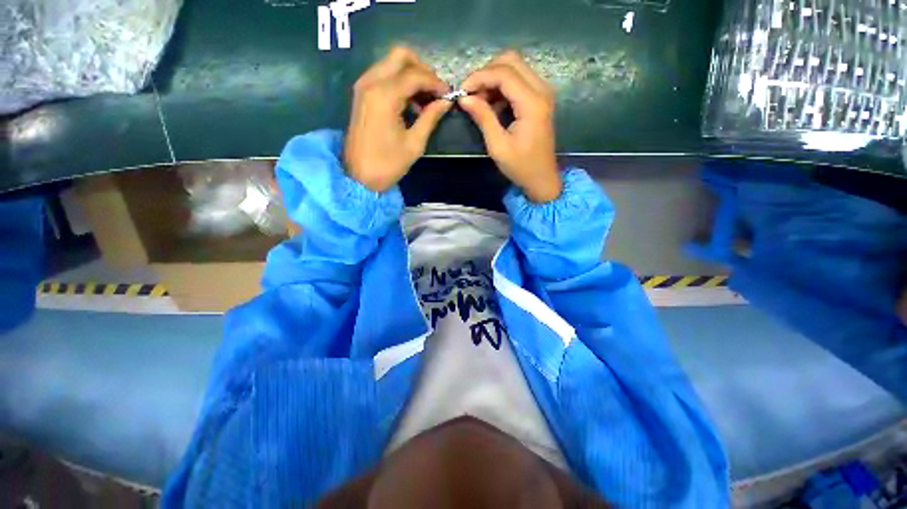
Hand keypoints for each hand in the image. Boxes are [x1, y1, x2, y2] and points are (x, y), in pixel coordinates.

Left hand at [345, 47, 451, 191]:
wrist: (359, 177)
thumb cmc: (388, 164)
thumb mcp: (414, 143)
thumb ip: (430, 118)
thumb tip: (445, 102)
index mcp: (385, 95)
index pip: (416, 75)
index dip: (435, 82)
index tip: (448, 95)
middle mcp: (372, 82)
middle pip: (401, 56)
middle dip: (422, 70)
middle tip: (434, 91)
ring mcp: (363, 86)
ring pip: (391, 63)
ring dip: (410, 75)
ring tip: (425, 100)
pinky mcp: (361, 94)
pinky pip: (383, 75)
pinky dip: (399, 82)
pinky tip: (409, 103)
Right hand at [459, 51, 561, 202]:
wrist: (542, 178)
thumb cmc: (521, 166)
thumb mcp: (498, 146)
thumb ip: (483, 117)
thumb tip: (464, 98)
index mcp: (532, 103)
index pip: (504, 73)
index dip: (479, 77)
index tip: (462, 91)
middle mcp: (541, 90)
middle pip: (511, 61)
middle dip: (486, 73)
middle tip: (471, 94)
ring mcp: (542, 92)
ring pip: (515, 68)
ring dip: (493, 79)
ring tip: (479, 102)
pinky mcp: (539, 99)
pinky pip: (519, 80)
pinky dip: (502, 88)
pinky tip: (492, 106)